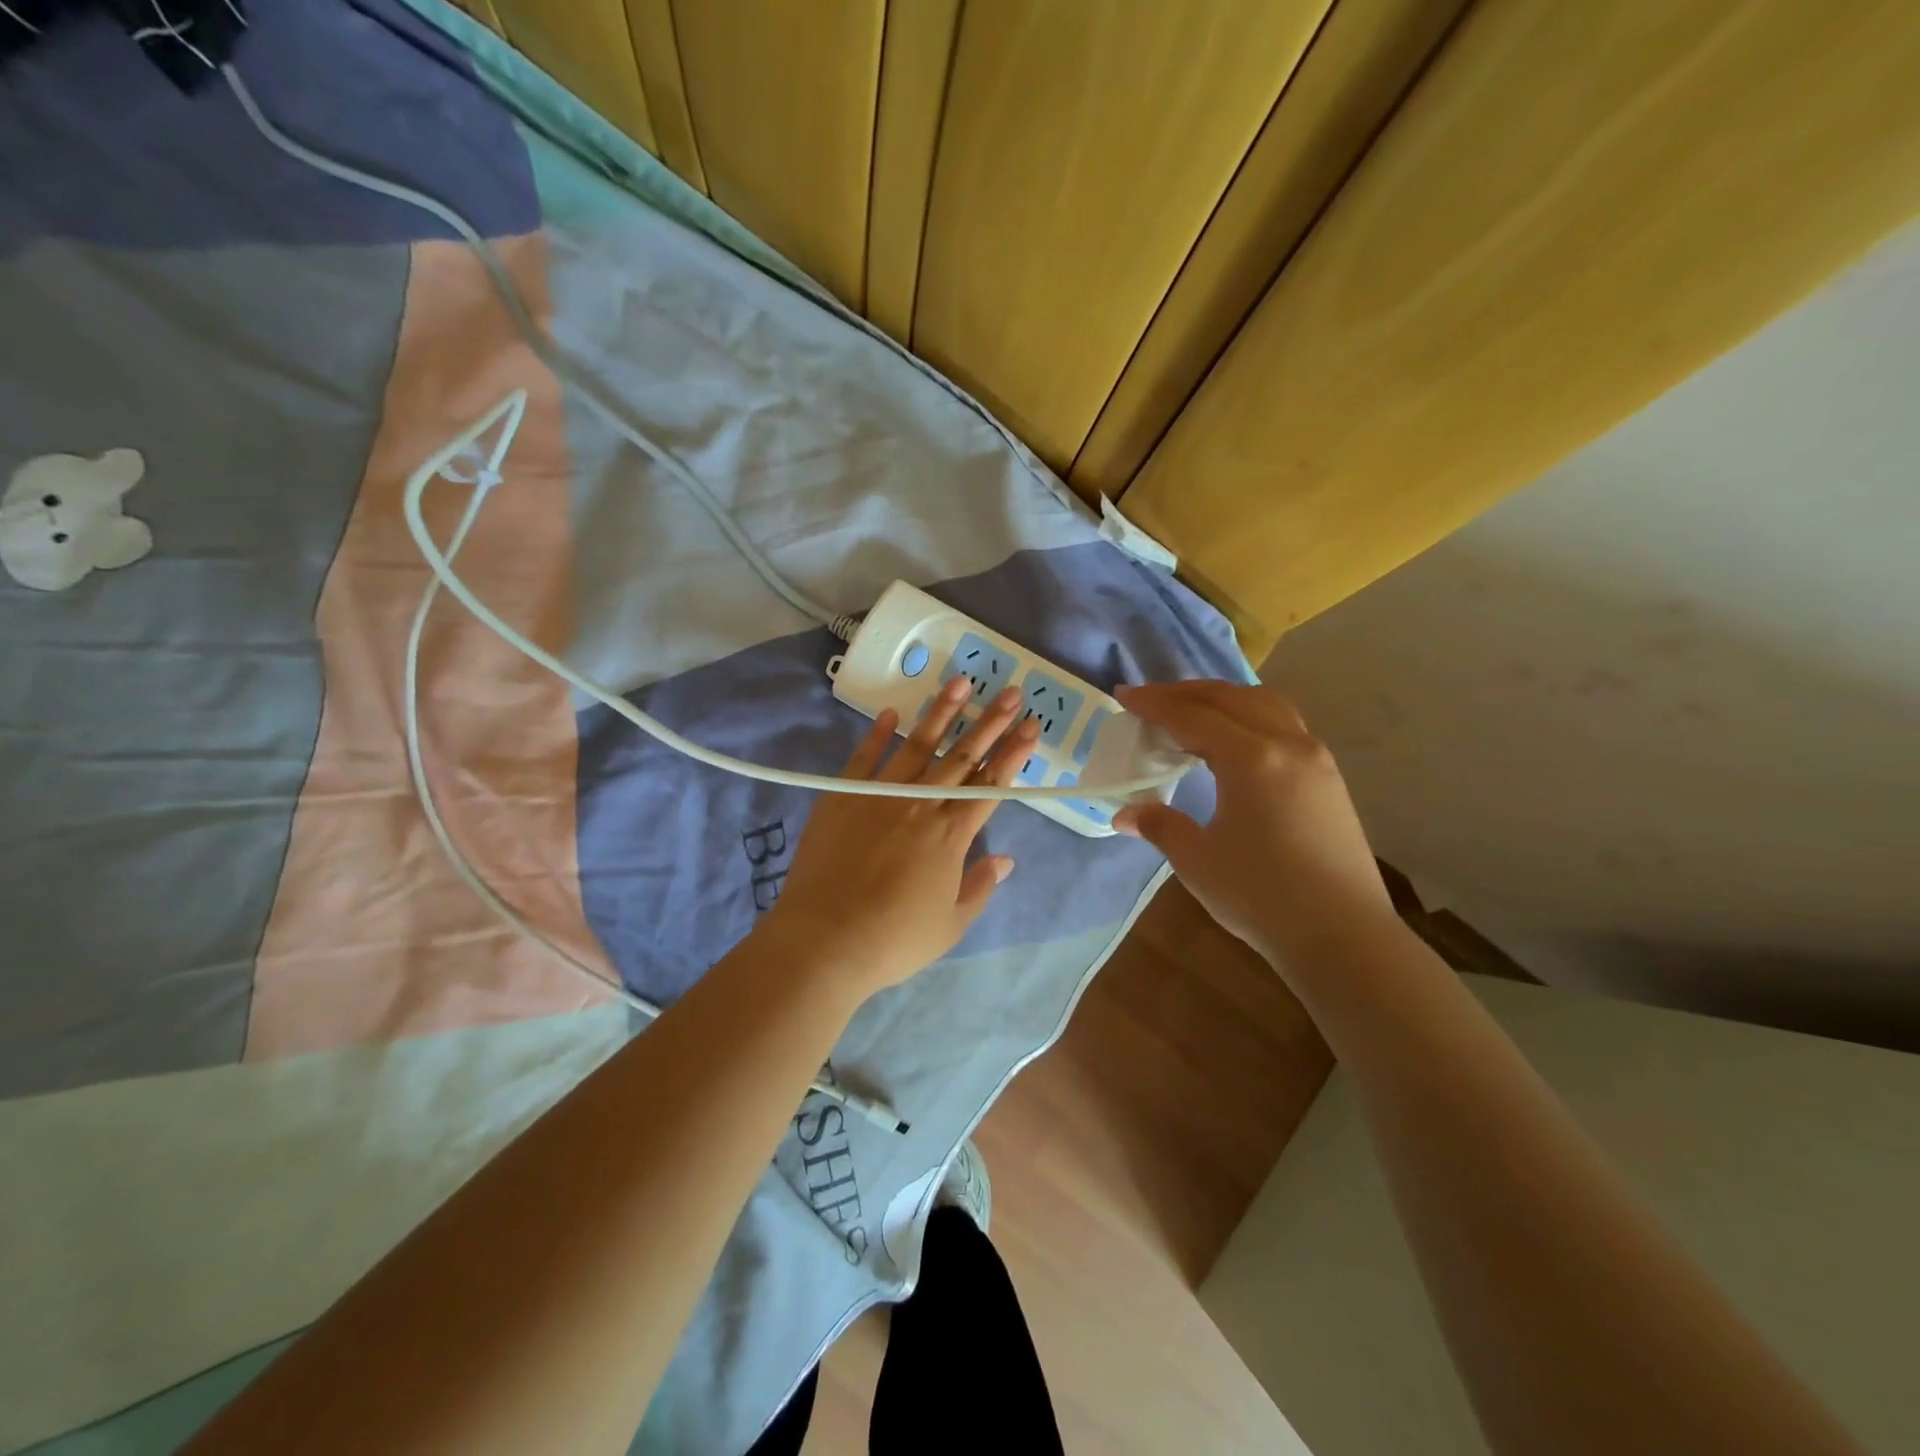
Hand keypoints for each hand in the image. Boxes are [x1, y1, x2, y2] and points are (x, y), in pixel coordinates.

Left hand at [760, 675, 1038, 999]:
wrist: (823, 941)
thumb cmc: (893, 940)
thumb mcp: (950, 925)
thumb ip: (979, 888)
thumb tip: (1006, 859)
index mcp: (951, 836)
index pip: (990, 785)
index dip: (1013, 755)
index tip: (1031, 727)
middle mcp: (920, 806)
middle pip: (962, 757)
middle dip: (991, 723)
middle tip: (1011, 692)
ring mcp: (879, 796)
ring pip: (918, 746)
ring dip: (942, 713)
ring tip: (962, 683)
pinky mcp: (842, 797)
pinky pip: (864, 758)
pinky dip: (878, 734)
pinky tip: (893, 713)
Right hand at [1111, 680, 1392, 970]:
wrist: (1342, 936)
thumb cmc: (1261, 896)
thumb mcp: (1197, 860)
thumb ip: (1160, 825)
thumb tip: (1125, 813)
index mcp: (1251, 758)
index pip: (1192, 716)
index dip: (1154, 704)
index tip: (1123, 696)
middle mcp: (1287, 744)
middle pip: (1230, 698)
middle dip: (1185, 693)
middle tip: (1150, 701)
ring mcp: (1315, 758)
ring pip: (1265, 704)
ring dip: (1223, 700)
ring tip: (1193, 715)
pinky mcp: (1329, 778)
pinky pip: (1284, 725)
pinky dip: (1250, 718)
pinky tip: (1235, 744)